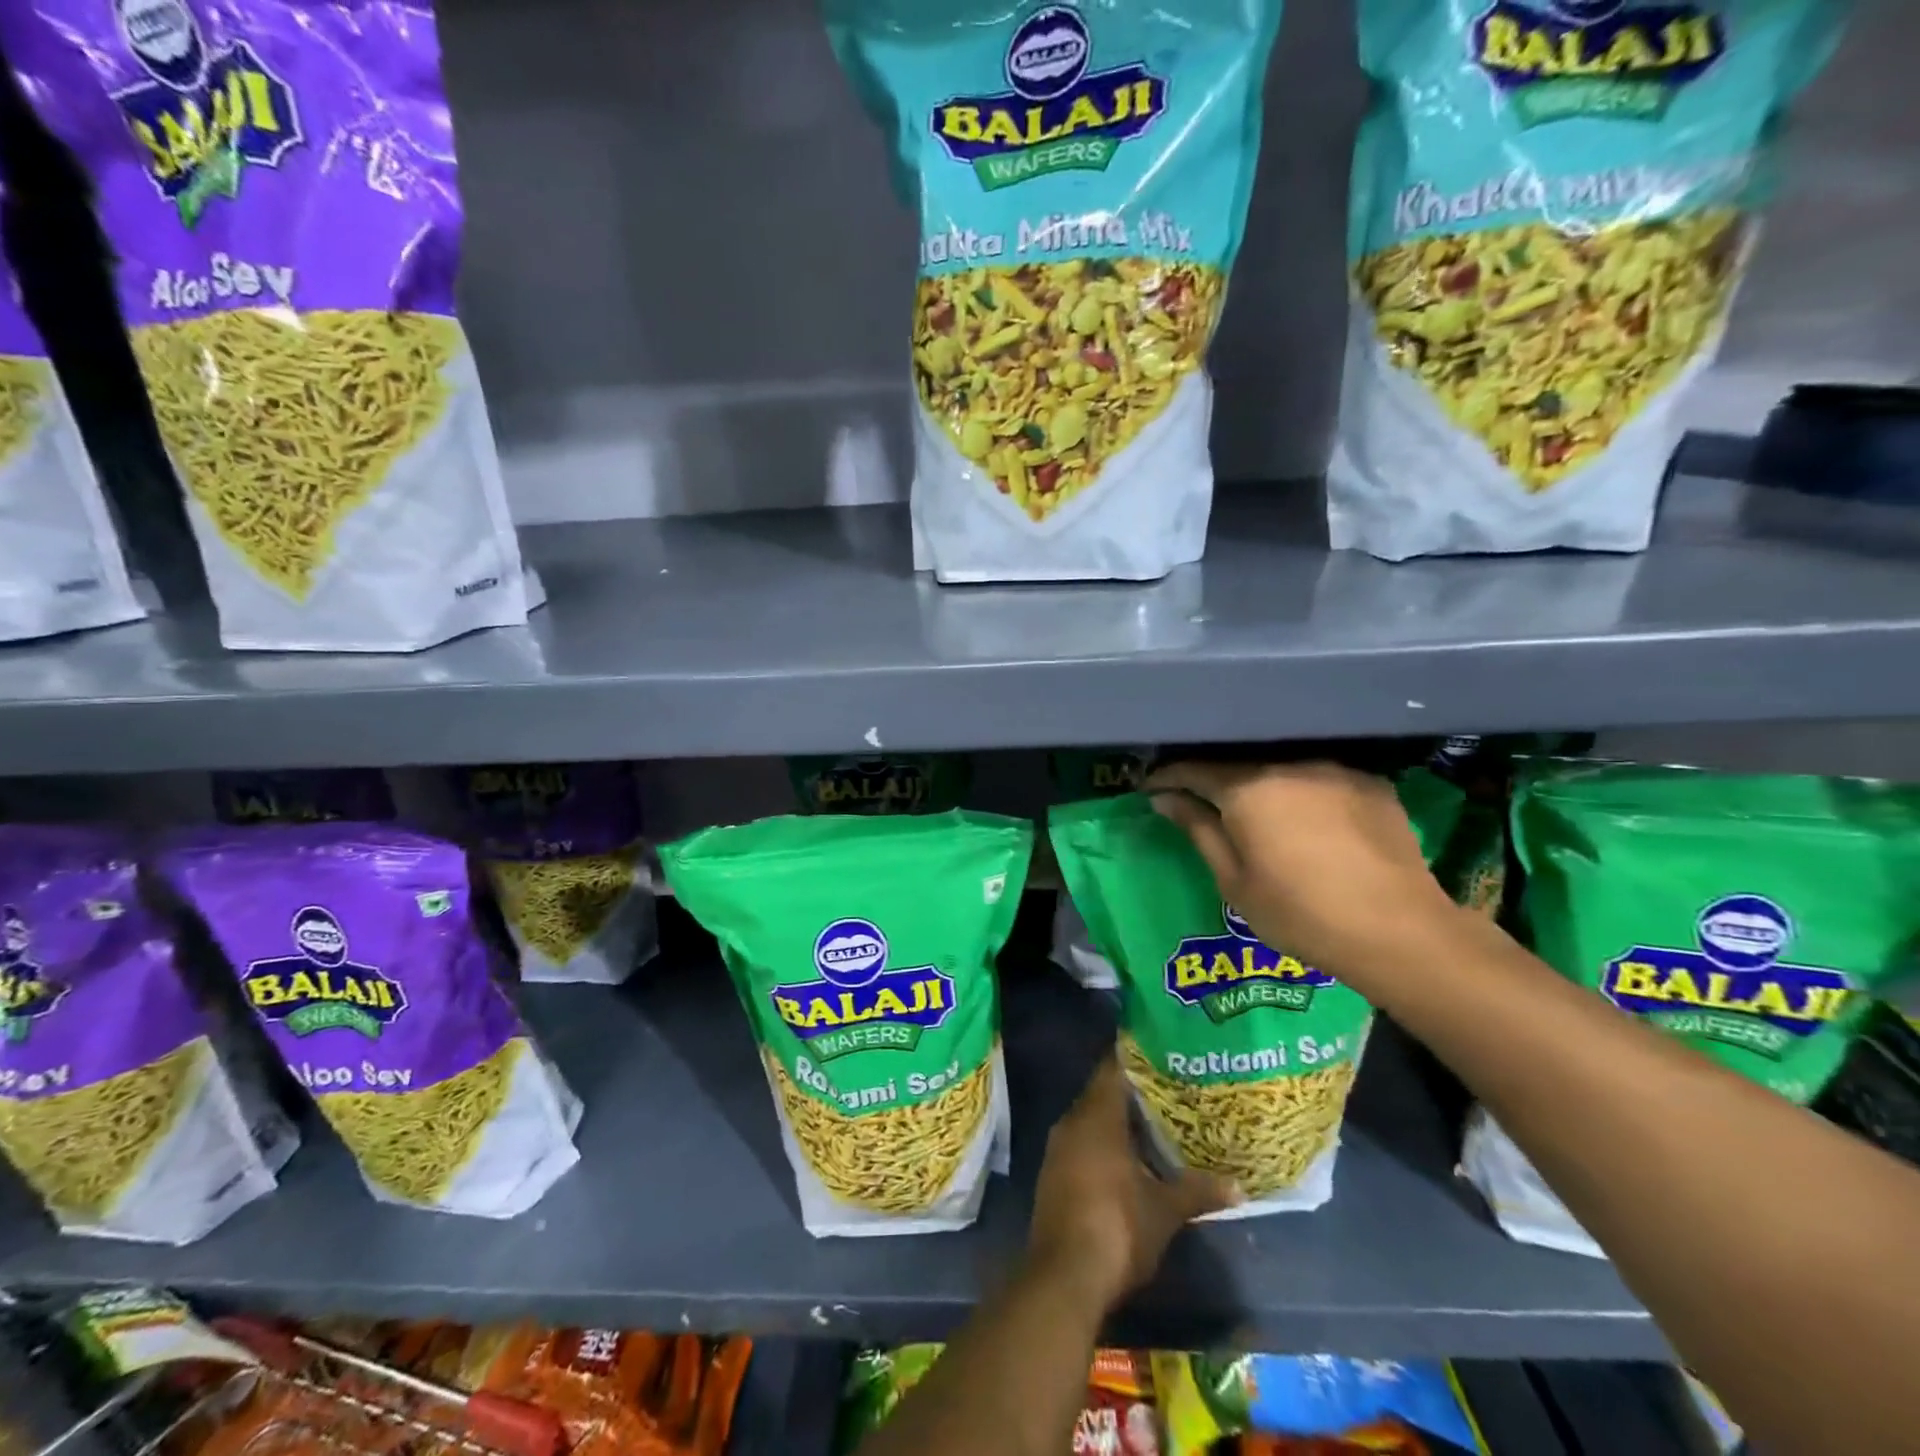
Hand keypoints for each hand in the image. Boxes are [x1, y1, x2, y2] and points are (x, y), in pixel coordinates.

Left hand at [1027, 1055, 1238, 1311]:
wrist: (1065, 1277)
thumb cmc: (1118, 1227)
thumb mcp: (1165, 1210)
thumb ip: (1198, 1190)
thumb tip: (1239, 1186)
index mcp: (1095, 1116)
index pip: (1113, 1068)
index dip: (1136, 1057)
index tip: (1162, 1052)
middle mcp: (1072, 1122)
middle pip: (1102, 1093)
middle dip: (1133, 1092)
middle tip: (1169, 1088)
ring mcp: (1058, 1149)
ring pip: (1091, 1120)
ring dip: (1119, 1121)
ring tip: (1156, 1122)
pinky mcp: (1054, 1175)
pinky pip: (1082, 1143)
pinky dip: (1104, 1144)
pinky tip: (1130, 1158)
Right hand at [1145, 759, 1461, 989]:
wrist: (1400, 933)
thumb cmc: (1301, 915)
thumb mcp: (1235, 881)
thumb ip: (1198, 830)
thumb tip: (1164, 799)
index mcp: (1249, 788)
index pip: (1194, 770)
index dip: (1167, 778)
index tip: (1150, 789)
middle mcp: (1290, 765)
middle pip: (1238, 767)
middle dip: (1213, 782)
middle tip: (1197, 803)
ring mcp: (1336, 770)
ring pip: (1282, 771)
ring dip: (1261, 788)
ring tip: (1256, 814)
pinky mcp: (1372, 784)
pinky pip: (1322, 781)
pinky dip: (1304, 794)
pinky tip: (1308, 822)